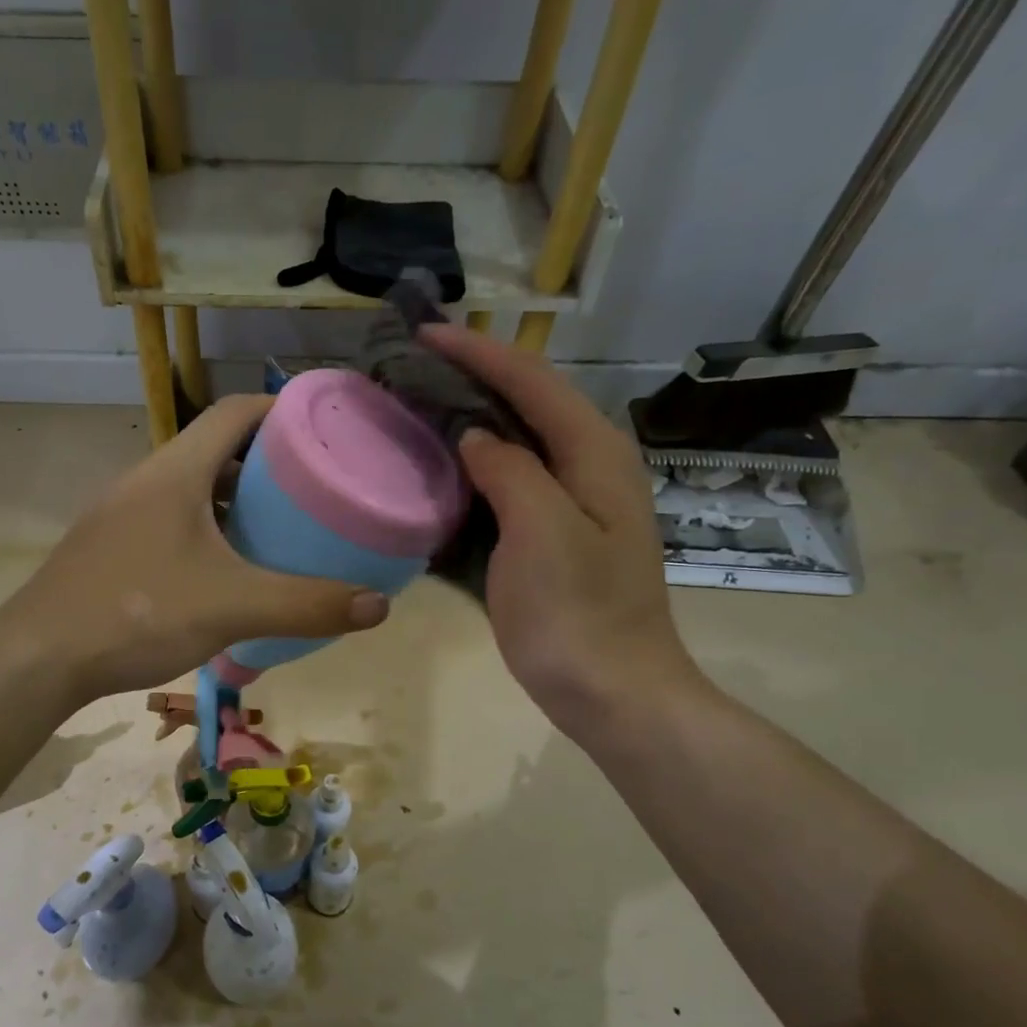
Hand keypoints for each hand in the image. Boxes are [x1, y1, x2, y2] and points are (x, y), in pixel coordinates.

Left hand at [8, 395, 388, 703]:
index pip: (236, 411)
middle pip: (215, 448)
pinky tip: (226, 570)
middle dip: (267, 462)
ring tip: (278, 528)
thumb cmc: (137, 613)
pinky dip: (206, 531)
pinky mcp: (110, 547)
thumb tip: (379, 606)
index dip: (283, 409)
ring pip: (191, 488)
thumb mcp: (233, 608)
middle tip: (313, 489)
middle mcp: (146, 479)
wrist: (38, 657)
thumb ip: (307, 605)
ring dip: (234, 499)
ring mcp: (122, 514)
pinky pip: (170, 520)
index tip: (324, 431)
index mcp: (175, 471)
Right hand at [417, 324, 700, 729]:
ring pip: (519, 445)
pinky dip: (477, 471)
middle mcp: (590, 468)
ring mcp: (576, 506)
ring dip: (473, 422)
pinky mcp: (558, 539)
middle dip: (474, 379)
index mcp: (594, 455)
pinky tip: (445, 474)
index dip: (478, 353)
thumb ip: (509, 470)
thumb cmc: (576, 615)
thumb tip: (474, 437)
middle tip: (414, 370)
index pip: (532, 382)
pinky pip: (512, 486)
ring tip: (421, 410)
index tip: (423, 334)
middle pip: (529, 404)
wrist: (611, 692)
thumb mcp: (541, 532)